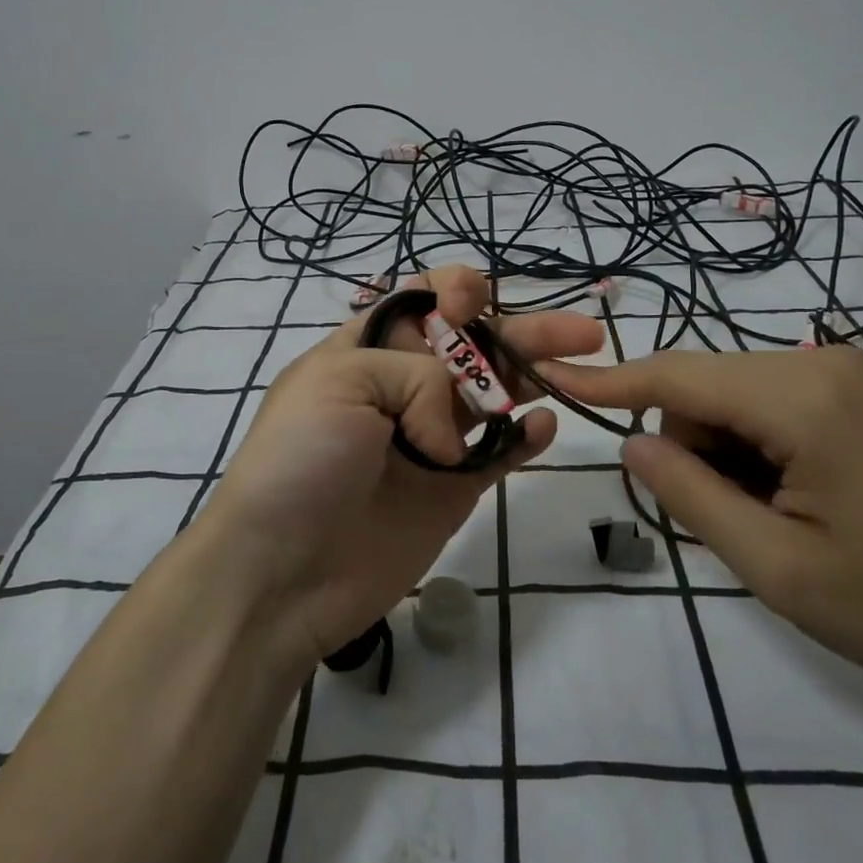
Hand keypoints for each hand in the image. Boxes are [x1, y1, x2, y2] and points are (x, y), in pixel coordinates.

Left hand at [192, 267, 605, 666]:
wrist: (282, 571)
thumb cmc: (300, 459)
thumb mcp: (340, 381)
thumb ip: (415, 375)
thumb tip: (451, 431)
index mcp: (368, 350)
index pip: (421, 302)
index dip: (455, 291)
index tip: (473, 304)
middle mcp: (404, 387)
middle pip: (474, 344)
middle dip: (522, 328)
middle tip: (581, 329)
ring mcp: (432, 439)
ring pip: (496, 394)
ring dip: (537, 375)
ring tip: (579, 363)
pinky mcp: (453, 489)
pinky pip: (500, 454)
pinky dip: (526, 436)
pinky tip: (544, 425)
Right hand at [539, 345, 862, 709]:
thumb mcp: (778, 567)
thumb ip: (691, 496)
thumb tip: (634, 441)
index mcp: (802, 398)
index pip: (677, 374)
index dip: (608, 378)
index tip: (551, 372)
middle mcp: (823, 365)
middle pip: (706, 387)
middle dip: (692, 446)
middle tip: (733, 523)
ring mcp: (850, 377)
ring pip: (737, 397)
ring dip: (726, 453)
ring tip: (776, 520)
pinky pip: (774, 406)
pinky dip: (758, 449)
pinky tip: (800, 502)